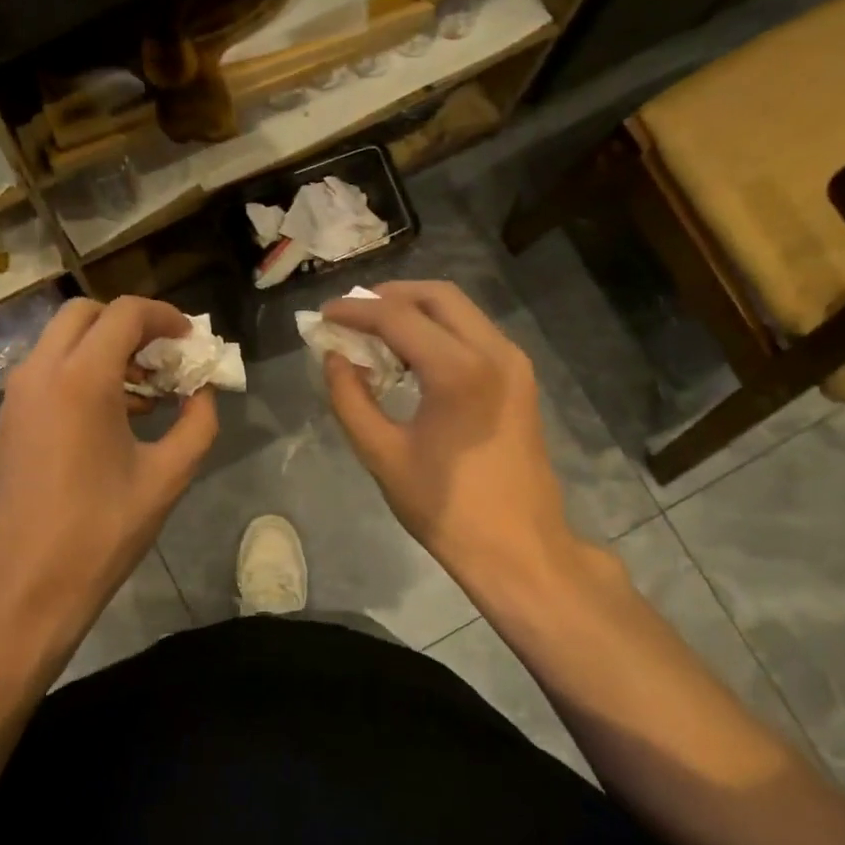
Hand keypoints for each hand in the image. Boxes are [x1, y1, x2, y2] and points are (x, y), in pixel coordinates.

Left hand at [0, 296, 217, 683]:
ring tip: (146, 389)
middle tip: (165, 357)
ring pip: (63, 339)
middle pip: (87, 313)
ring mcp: (18, 393)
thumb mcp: (166, 478)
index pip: (125, 314)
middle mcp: (42, 371)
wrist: (22, 586)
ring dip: (105, 347)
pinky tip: (114, 413)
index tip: (190, 339)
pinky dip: (81, 368)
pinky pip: (48, 368)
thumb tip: (203, 391)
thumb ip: (197, 423)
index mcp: (82, 379)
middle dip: (130, 325)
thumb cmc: (99, 533)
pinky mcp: (9, 416)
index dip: (164, 316)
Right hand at [321, 282, 588, 602]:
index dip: (355, 311)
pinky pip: (474, 333)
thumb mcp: (382, 455)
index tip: (323, 315)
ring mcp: (514, 363)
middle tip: (351, 315)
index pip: (397, 317)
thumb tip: (334, 358)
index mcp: (459, 371)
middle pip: (438, 295)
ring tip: (375, 332)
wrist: (520, 549)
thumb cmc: (446, 508)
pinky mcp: (520, 378)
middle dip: (389, 296)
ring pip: (460, 310)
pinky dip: (439, 330)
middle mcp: (494, 351)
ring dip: (415, 310)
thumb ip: (350, 398)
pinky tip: (411, 355)